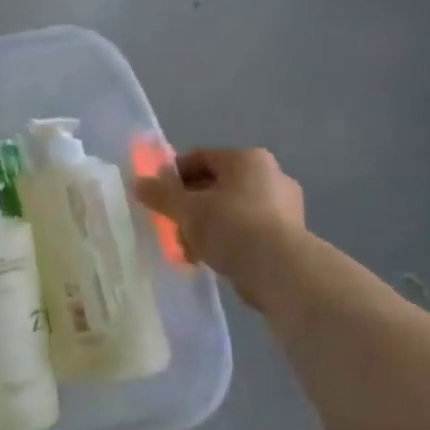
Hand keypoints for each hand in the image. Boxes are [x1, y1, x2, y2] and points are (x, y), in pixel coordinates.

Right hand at [134, 147, 304, 284]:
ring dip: (206, 225)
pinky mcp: (291, 236)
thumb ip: (160, 194)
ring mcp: (285, 207)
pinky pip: (248, 231)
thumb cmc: (231, 226)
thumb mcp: (185, 209)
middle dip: (190, 204)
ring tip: (188, 247)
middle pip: (216, 185)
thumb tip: (138, 183)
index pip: (200, 158)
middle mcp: (271, 175)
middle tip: (171, 223)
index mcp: (247, 159)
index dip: (173, 175)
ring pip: (231, 210)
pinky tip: (210, 258)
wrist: (281, 271)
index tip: (157, 195)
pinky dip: (227, 240)